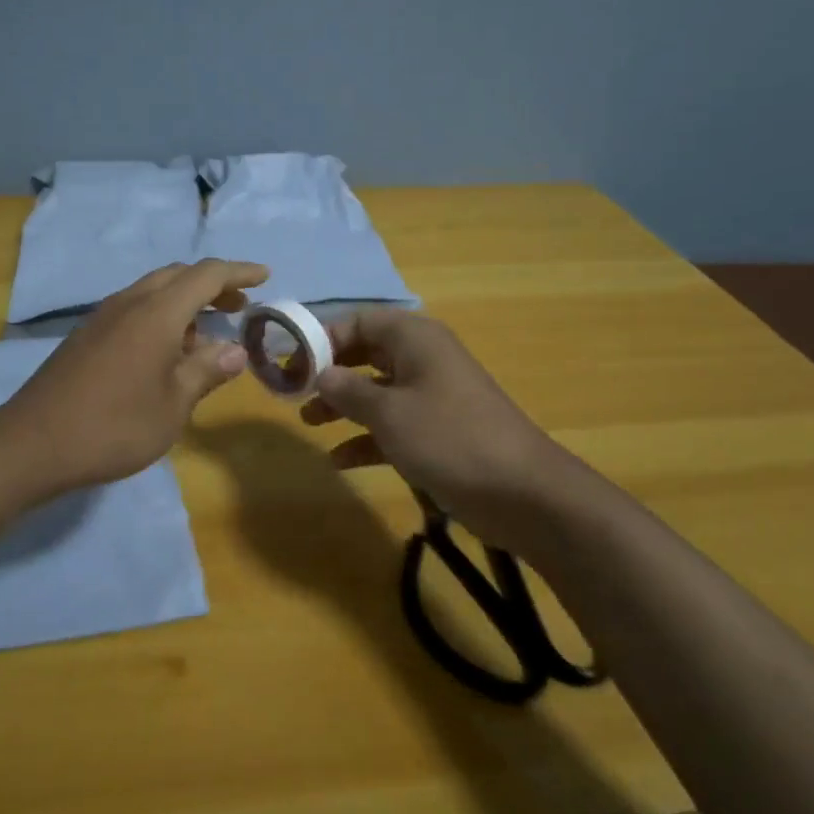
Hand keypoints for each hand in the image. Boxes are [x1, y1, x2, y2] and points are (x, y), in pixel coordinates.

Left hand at [2, 259, 266, 493]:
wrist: (34, 443)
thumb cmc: (115, 425)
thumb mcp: (173, 405)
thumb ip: (206, 371)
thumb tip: (235, 351)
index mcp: (156, 313)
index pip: (207, 275)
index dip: (239, 272)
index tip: (264, 277)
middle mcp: (129, 303)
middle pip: (177, 276)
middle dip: (212, 285)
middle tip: (239, 306)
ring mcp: (103, 317)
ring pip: (153, 291)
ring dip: (184, 302)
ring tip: (206, 336)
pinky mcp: (86, 335)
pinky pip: (133, 309)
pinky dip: (160, 317)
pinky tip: (165, 353)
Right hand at [300, 309, 606, 544]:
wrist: (522, 492)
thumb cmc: (449, 437)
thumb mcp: (388, 412)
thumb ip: (348, 390)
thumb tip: (319, 374)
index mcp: (414, 338)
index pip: (357, 321)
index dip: (322, 338)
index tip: (291, 363)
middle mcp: (422, 359)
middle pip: (365, 354)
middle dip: (329, 372)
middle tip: (294, 392)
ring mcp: (432, 396)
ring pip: (376, 390)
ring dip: (343, 405)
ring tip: (309, 423)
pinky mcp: (438, 431)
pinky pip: (392, 424)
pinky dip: (366, 437)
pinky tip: (340, 460)